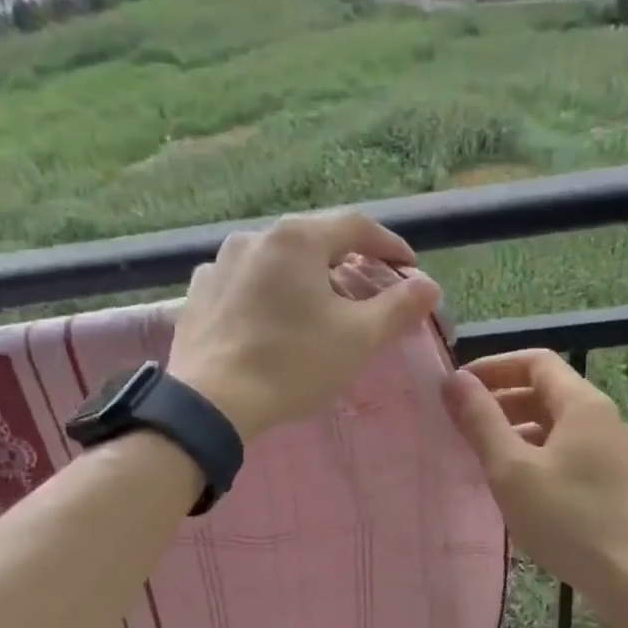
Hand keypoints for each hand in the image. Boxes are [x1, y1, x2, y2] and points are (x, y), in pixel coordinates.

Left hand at [169, 212, 441, 440]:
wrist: (212, 402)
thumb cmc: (293, 364)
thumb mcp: (358, 338)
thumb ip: (398, 307)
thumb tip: (427, 286)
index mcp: (297, 238)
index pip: (357, 226)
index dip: (390, 246)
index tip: (409, 269)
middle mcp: (255, 237)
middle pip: (314, 241)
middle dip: (346, 262)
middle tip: (367, 290)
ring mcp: (219, 263)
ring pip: (276, 261)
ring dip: (304, 277)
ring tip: (318, 306)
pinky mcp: (199, 293)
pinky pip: (245, 283)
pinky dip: (268, 294)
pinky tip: (272, 320)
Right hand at [442, 350, 627, 602]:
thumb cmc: (567, 519)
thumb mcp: (512, 469)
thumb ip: (481, 421)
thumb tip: (455, 381)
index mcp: (582, 404)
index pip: (535, 361)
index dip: (493, 367)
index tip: (457, 387)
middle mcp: (601, 418)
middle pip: (545, 390)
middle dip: (500, 399)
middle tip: (460, 422)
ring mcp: (609, 450)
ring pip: (554, 423)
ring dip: (514, 427)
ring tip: (479, 452)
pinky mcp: (610, 479)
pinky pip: (565, 449)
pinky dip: (533, 451)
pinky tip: (512, 481)